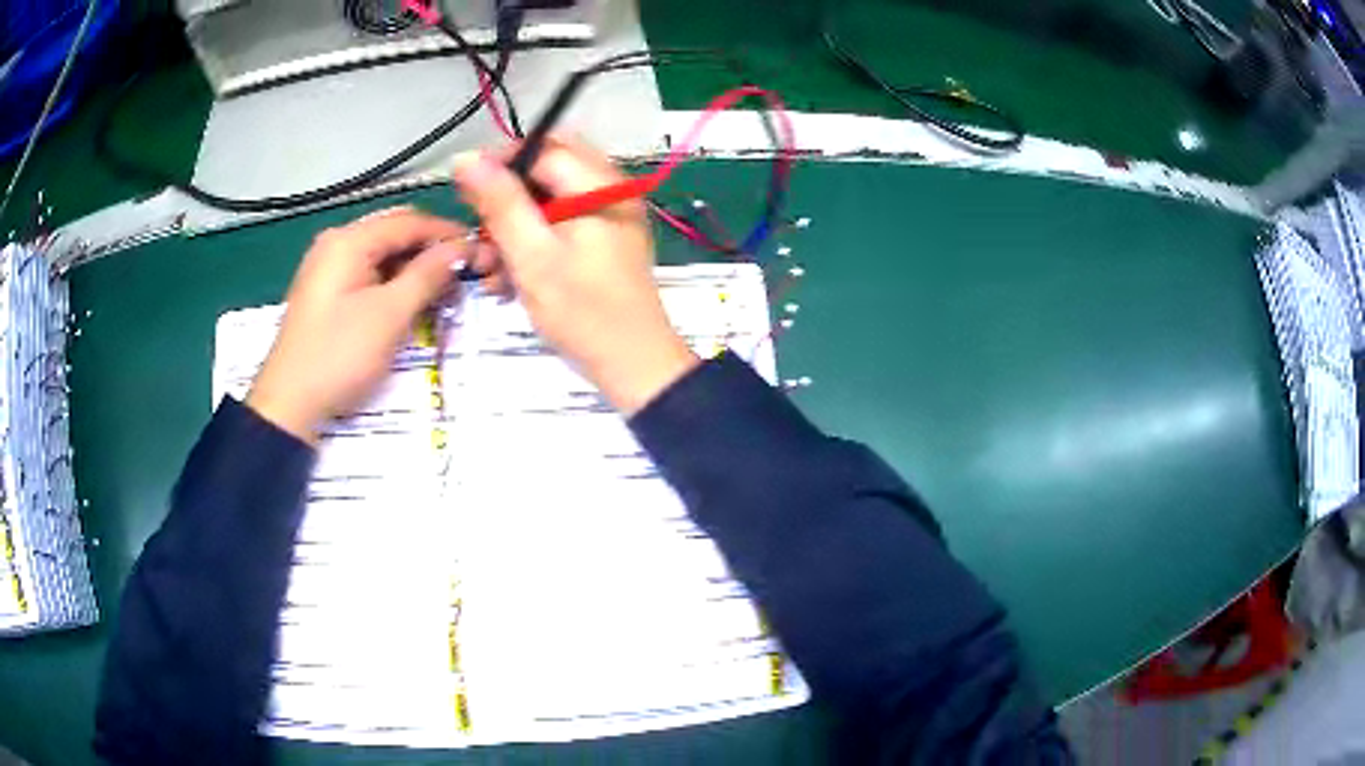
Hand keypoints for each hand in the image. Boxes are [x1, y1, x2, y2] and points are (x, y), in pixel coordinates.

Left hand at [247, 208, 472, 443]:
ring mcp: (328, 267)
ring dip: (414, 268)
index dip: (449, 234)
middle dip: (431, 249)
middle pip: (395, 232)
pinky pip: (368, 273)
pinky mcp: (327, 292)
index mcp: (349, 240)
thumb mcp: (389, 315)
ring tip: (443, 292)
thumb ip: (427, 275)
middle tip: (464, 274)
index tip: (482, 252)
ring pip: (382, 253)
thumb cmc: (339, 356)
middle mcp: (337, 243)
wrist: (289, 405)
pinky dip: (393, 282)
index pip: (411, 221)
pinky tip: (411, 302)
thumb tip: (461, 248)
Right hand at [452, 137, 698, 414]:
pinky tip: (507, 279)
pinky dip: (532, 245)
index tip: (466, 196)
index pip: (542, 150)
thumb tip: (467, 157)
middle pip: (546, 172)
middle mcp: (609, 192)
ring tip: (488, 269)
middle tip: (481, 233)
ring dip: (513, 229)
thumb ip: (500, 203)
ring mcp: (609, 218)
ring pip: (548, 202)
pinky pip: (560, 227)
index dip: (500, 166)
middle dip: (506, 199)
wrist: (633, 366)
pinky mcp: (603, 243)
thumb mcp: (532, 256)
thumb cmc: (583, 312)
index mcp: (600, 185)